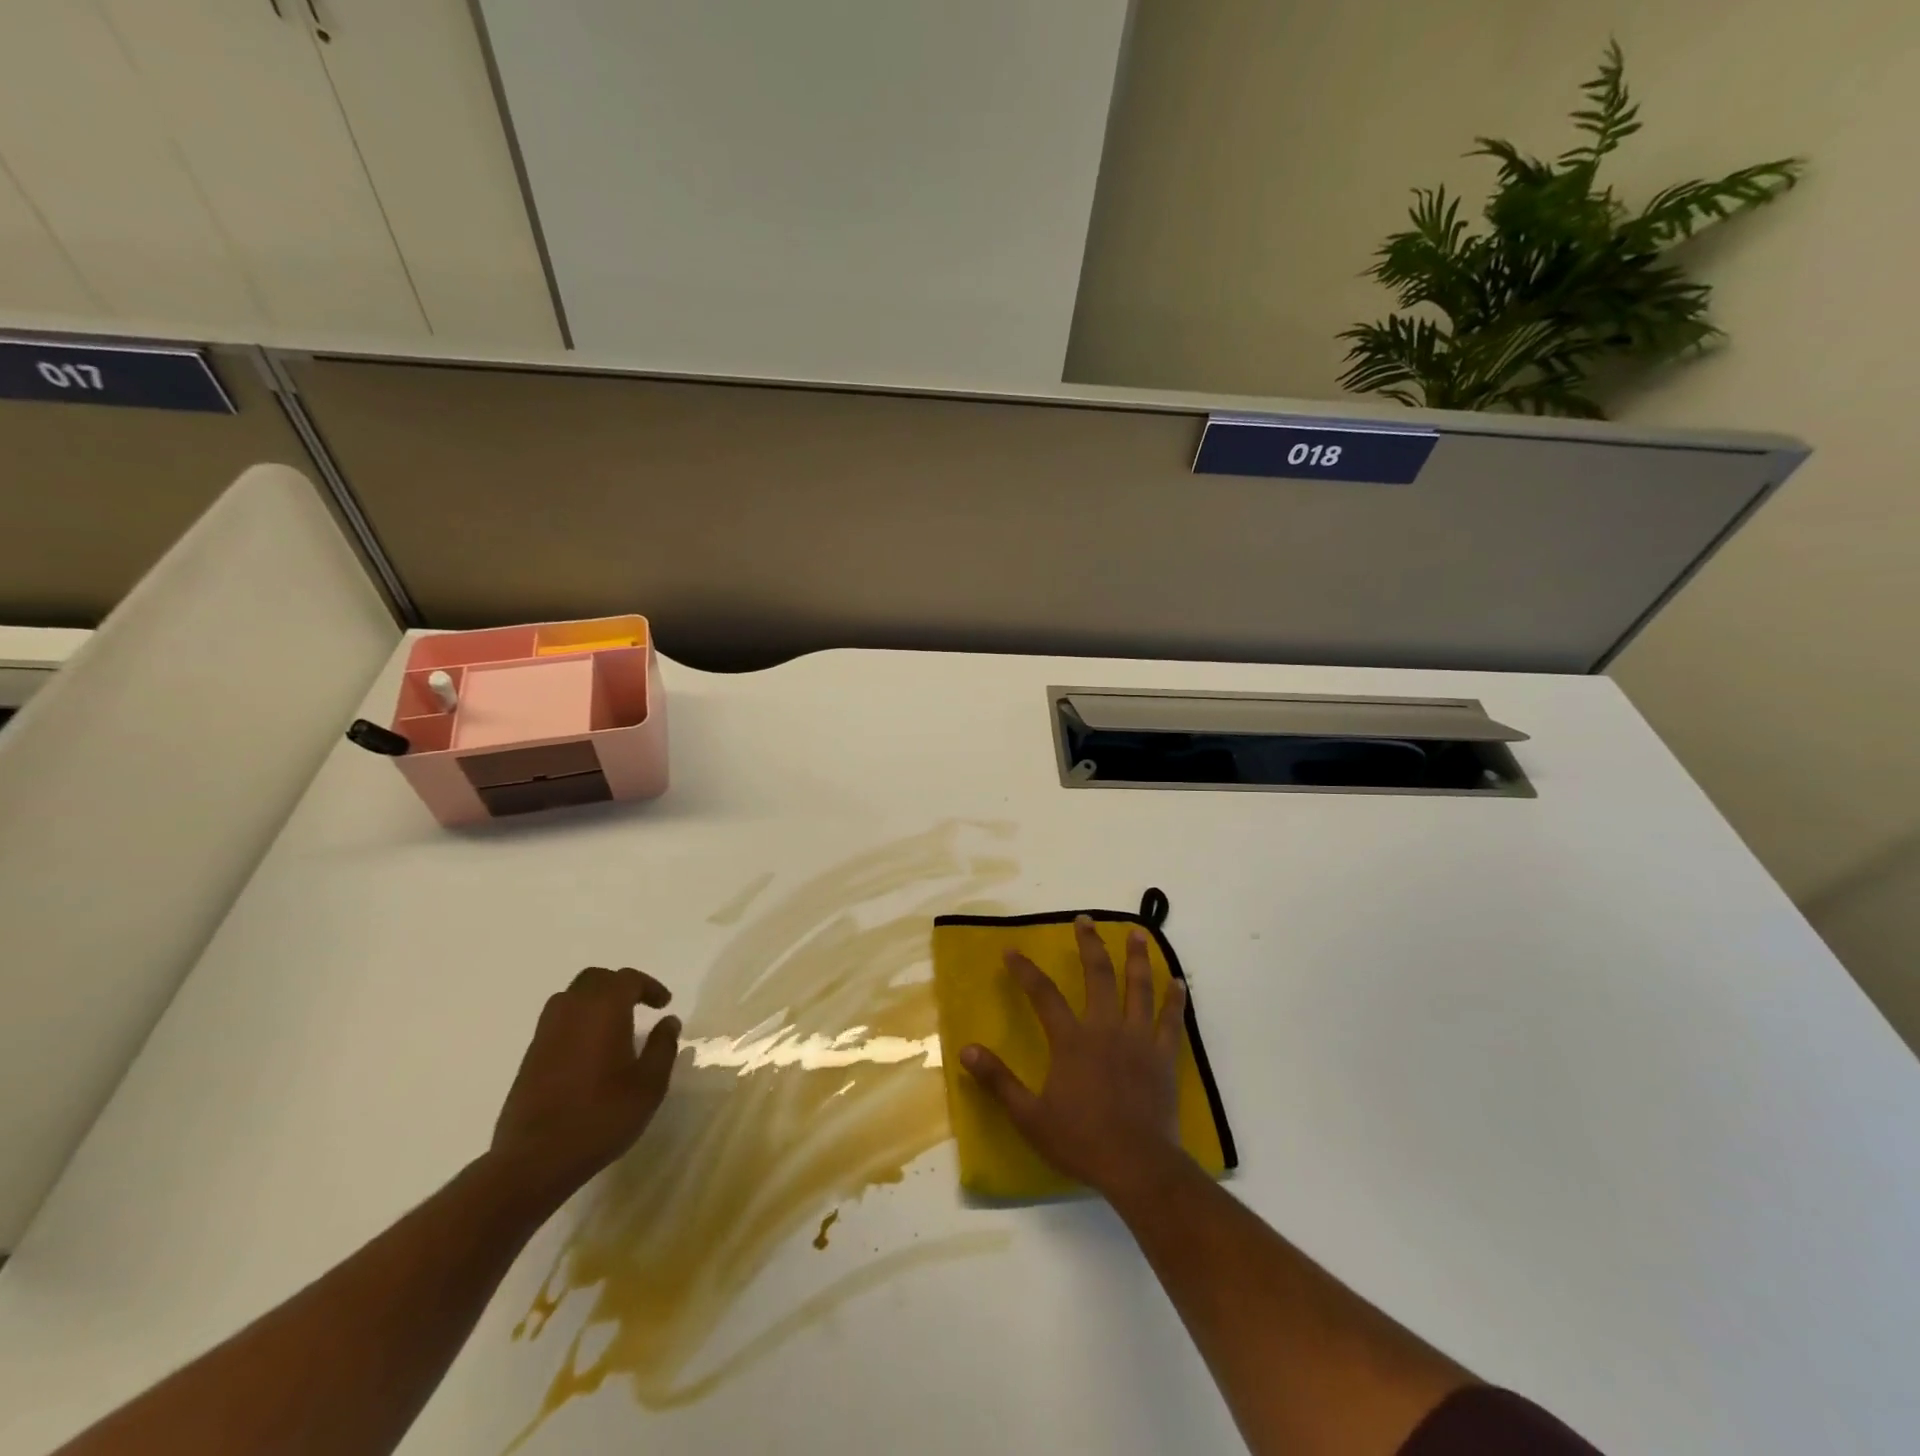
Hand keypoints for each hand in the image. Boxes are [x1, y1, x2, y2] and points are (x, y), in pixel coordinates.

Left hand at [490, 966, 680, 1207]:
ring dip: (594, 1001)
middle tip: (639, 1006)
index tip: (664, 1004)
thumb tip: (668, 1021)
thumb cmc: (601, 1117)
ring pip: (571, 997)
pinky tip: (588, 1050)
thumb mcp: (649, 1085)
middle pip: (595, 979)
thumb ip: (663, 1047)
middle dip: (619, 986)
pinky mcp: (530, 1057)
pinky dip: (576, 1022)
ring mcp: (545, 1033)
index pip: (627, 980)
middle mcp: (572, 1012)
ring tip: (613, 1024)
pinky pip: (556, 1022)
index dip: (649, 986)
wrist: (535, 1160)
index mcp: (604, 1010)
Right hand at [961, 916, 1191, 1202]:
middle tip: (1085, 920)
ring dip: (1138, 958)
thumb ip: (998, 1080)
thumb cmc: (1080, 1140)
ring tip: (1138, 933)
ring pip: (1138, 987)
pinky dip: (1175, 999)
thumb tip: (966, 1050)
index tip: (1012, 951)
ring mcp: (1138, 1039)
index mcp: (1071, 1040)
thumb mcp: (1029, 1115)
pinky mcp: (1163, 1056)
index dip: (1025, 970)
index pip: (1043, 994)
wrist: (1137, 1166)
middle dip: (1090, 944)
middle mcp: (1105, 1028)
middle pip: (1097, 975)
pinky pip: (1171, 1020)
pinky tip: (1179, 982)